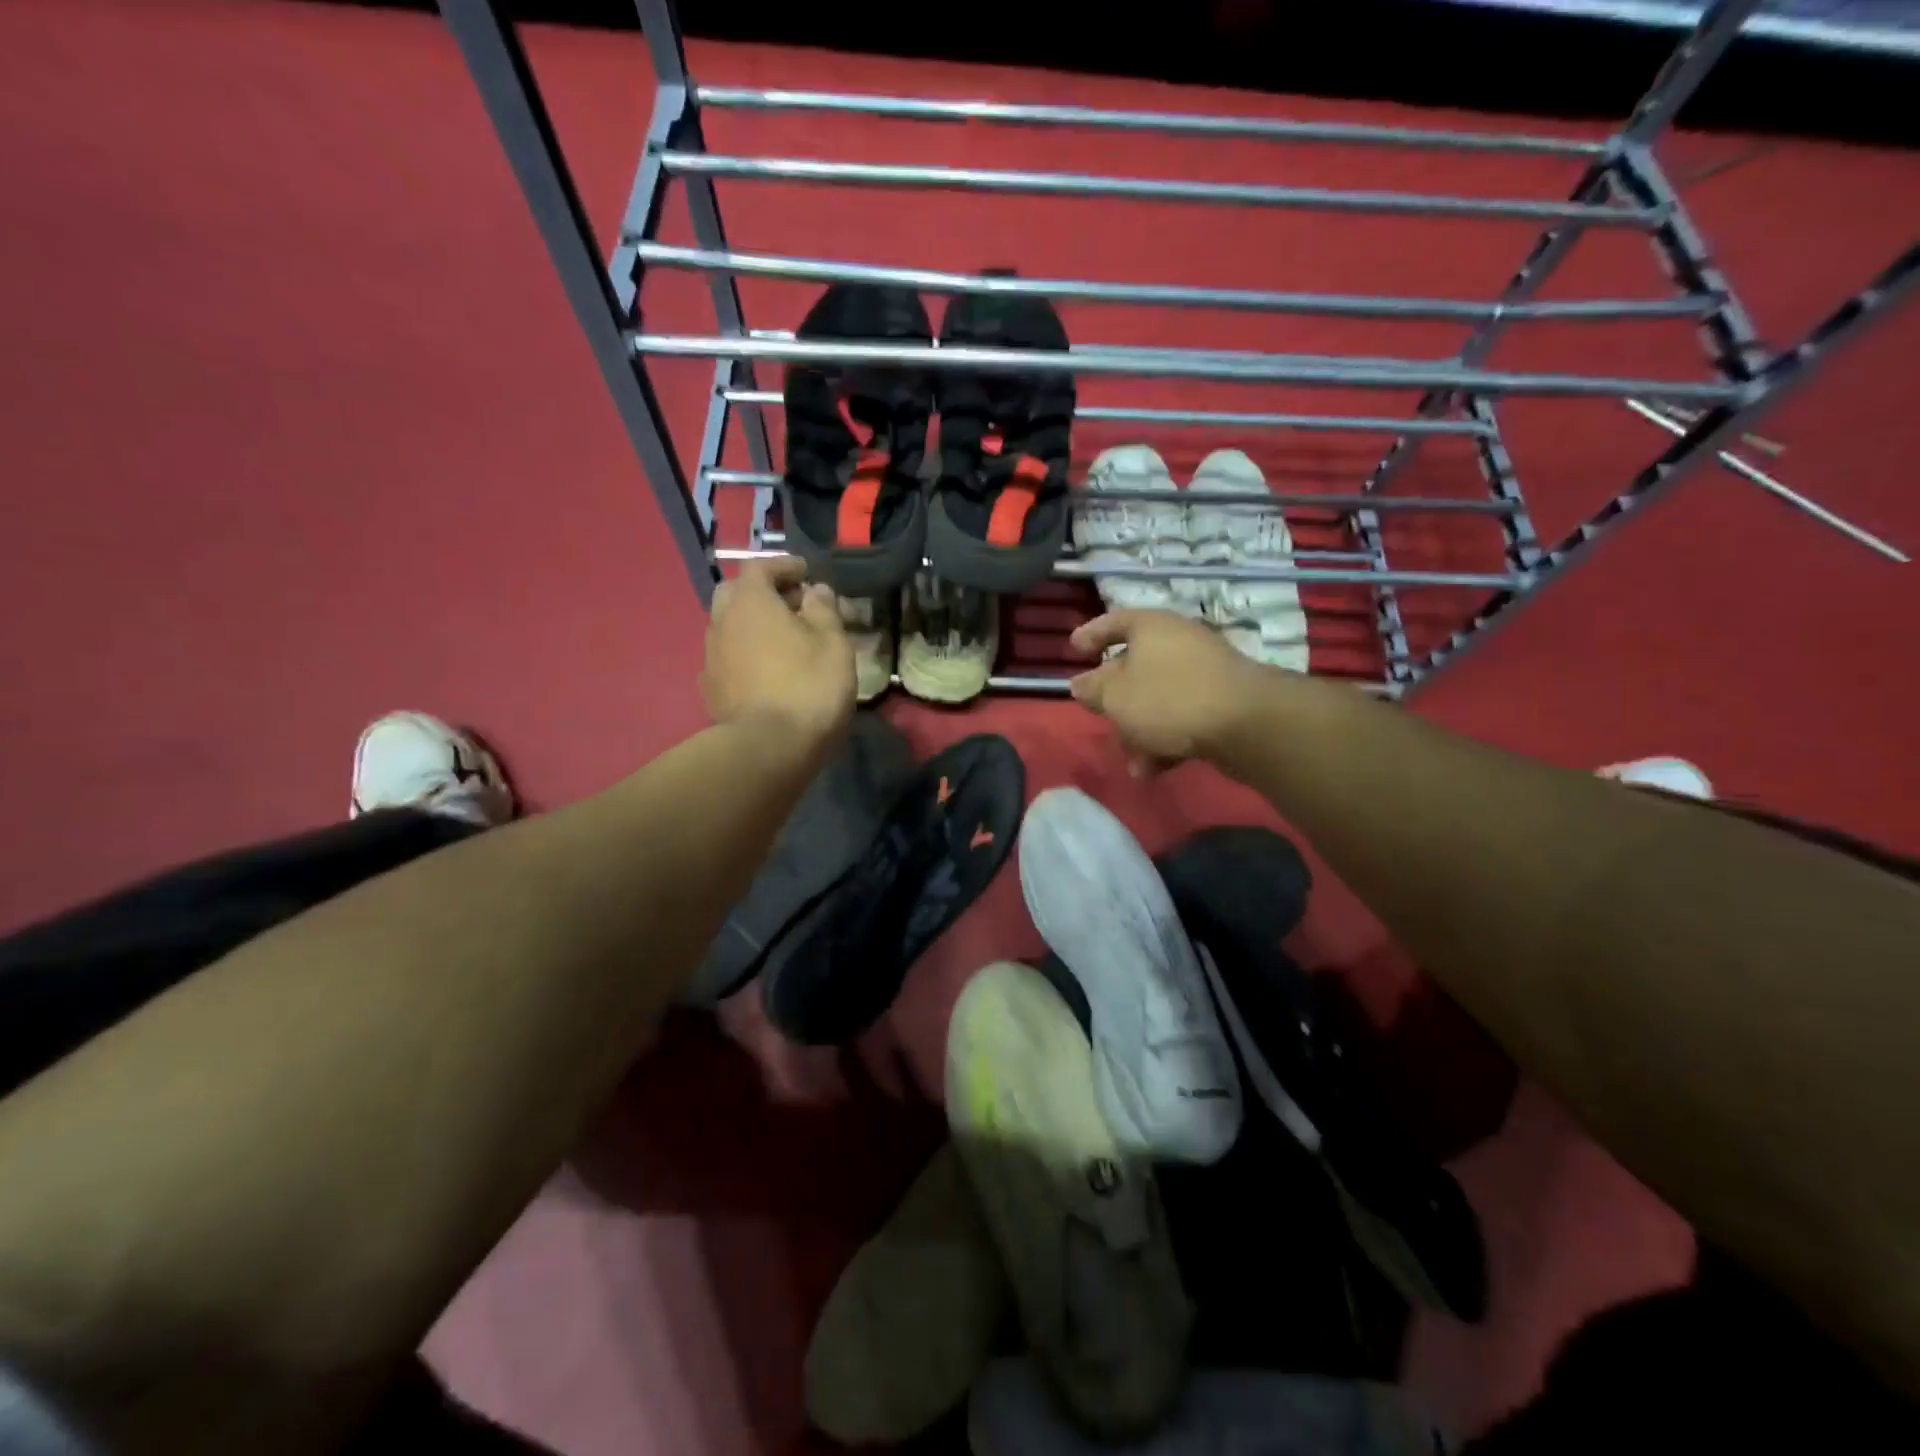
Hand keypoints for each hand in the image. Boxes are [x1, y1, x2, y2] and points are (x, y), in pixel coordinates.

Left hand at [702, 558, 853, 752]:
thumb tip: (815, 590)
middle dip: (762, 592)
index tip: (806, 573)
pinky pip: (727, 658)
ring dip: (752, 624)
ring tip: (781, 639)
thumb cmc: (808, 686)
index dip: (784, 566)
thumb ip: (824, 609)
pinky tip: (764, 670)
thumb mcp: (833, 643)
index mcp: (750, 602)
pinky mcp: (710, 688)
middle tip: (792, 604)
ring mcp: (711, 657)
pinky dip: (745, 653)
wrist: (769, 747)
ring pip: (728, 626)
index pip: (760, 566)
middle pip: (736, 593)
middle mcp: (722, 621)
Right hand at [1068, 609, 1276, 770]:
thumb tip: (1080, 684)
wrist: (1246, 724)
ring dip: (1140, 730)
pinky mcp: (1222, 702)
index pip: (1114, 621)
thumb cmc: (1168, 698)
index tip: (1073, 650)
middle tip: (1100, 716)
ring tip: (1133, 763)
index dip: (1091, 634)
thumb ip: (1093, 689)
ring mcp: (1204, 672)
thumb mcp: (1116, 695)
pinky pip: (1182, 718)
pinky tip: (1156, 770)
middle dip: (1116, 700)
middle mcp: (1179, 642)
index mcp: (1151, 627)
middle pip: (1136, 666)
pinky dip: (1166, 740)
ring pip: (1158, 698)